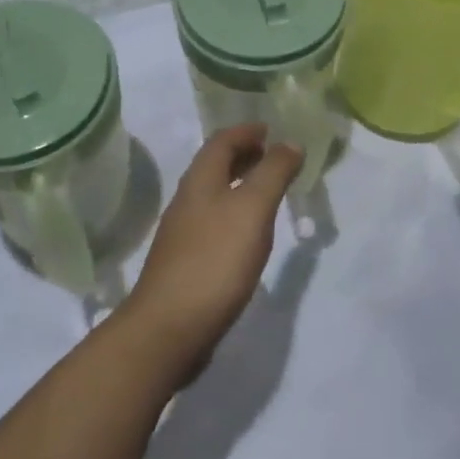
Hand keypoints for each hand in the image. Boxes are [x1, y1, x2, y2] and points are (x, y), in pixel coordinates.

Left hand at [120, 126, 302, 381]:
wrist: (169, 328)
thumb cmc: (215, 260)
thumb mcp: (253, 209)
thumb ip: (273, 173)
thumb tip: (290, 142)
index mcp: (200, 181)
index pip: (222, 141)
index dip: (247, 131)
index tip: (271, 129)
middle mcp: (187, 200)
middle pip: (214, 166)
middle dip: (244, 155)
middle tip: (274, 156)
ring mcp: (183, 233)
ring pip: (214, 195)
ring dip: (240, 184)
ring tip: (268, 192)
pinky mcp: (187, 263)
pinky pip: (214, 223)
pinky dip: (235, 214)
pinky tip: (249, 235)